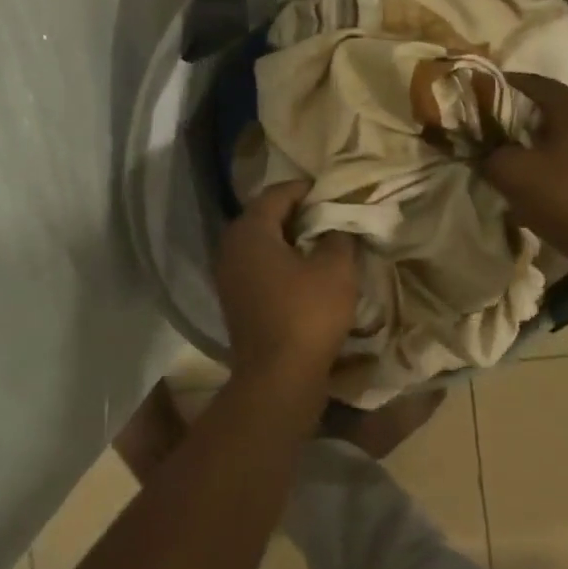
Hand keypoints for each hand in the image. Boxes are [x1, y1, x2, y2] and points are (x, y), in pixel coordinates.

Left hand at [216, 182, 358, 384]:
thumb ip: (338, 236)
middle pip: (266, 216)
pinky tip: (308, 272)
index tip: (334, 191)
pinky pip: (260, 268)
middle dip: (299, 213)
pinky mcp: (236, 301)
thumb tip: (337, 226)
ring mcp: (229, 277)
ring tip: (324, 242)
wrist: (278, 378)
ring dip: (290, 239)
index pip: (277, 193)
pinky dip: (282, 263)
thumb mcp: (336, 268)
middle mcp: (231, 248)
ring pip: (262, 244)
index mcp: (249, 231)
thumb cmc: (308, 314)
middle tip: (331, 215)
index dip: (307, 189)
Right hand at [483, 74, 567, 266]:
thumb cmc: (565, 198)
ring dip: (534, 145)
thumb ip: (490, 153)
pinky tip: (534, 185)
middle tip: (486, 131)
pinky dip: (552, 166)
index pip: (531, 82)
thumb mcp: (512, 172)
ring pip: (562, 136)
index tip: (474, 96)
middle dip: (515, 119)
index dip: (499, 86)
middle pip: (548, 109)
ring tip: (506, 159)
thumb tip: (484, 151)